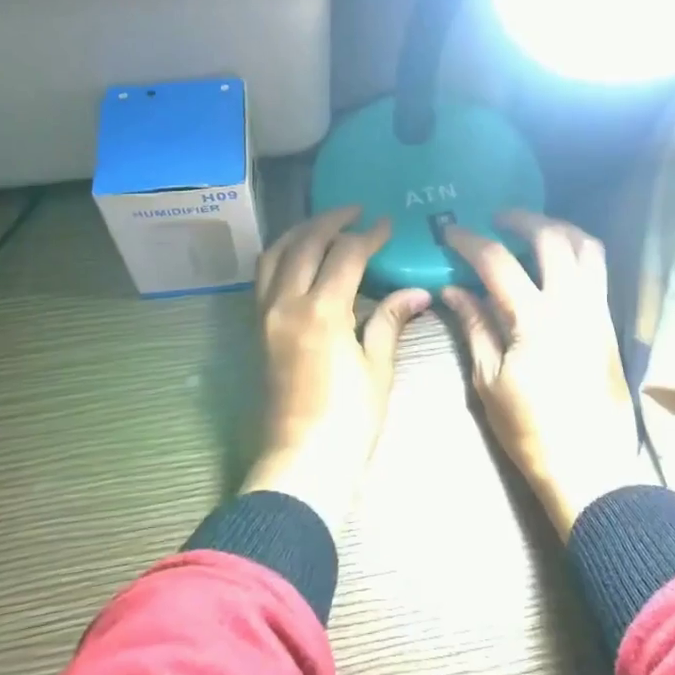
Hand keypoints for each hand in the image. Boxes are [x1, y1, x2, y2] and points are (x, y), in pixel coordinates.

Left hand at [240, 207, 429, 532]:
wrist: (301, 463)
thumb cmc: (349, 421)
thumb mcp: (377, 368)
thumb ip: (391, 320)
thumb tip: (418, 292)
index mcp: (322, 311)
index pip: (346, 254)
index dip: (370, 235)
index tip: (387, 224)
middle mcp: (286, 303)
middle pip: (305, 243)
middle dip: (332, 220)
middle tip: (356, 211)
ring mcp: (265, 315)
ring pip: (275, 254)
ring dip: (300, 232)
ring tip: (325, 225)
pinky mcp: (256, 329)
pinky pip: (263, 277)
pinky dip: (281, 255)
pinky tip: (300, 257)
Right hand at [442, 211, 649, 539]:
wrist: (590, 469)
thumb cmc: (531, 431)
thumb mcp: (489, 381)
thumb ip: (474, 326)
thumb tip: (453, 290)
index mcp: (536, 318)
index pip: (498, 261)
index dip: (470, 241)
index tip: (451, 232)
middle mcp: (574, 303)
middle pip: (552, 237)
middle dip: (522, 219)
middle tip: (498, 219)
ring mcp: (599, 311)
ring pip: (588, 247)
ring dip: (559, 229)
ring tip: (534, 231)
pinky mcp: (611, 324)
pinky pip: (598, 270)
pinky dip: (577, 252)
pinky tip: (556, 264)